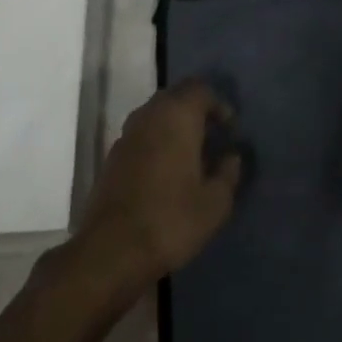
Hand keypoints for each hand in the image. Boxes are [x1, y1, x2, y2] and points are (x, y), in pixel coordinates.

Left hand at [71, 79, 242, 296]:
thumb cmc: (170, 220)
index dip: (219, 105)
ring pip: (157, 115)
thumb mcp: (215, 203)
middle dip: (197, 112)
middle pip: (177, 97)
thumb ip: (228, 173)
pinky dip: (157, 142)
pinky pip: (142, 135)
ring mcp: (127, 134)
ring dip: (175, 127)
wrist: (110, 251)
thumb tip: (231, 156)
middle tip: (213, 138)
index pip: (201, 89)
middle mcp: (150, 114)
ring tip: (192, 156)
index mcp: (177, 115)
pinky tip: (166, 172)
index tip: (230, 131)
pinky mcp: (113, 156)